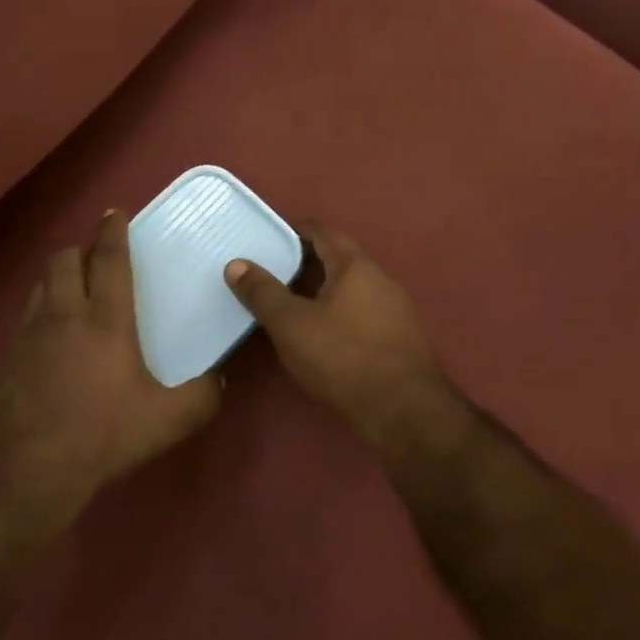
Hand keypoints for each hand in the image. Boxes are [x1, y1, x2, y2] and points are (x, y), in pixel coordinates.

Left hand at [0, 210, 221, 524]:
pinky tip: (52, 338)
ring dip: (58, 277)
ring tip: (74, 289)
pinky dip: (42, 311)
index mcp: (105, 319)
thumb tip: (219, 381)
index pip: (108, 259)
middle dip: (80, 249)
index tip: (114, 213)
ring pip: (41, 285)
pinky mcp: (7, 358)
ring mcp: (29, 335)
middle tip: (96, 257)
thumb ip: (202, 396)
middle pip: (63, 260)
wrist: (30, 469)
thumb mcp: (168, 420)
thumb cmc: (104, 435)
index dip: (112, 231)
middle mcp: (64, 315)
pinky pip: (26, 318)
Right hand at [224, 226, 460, 445]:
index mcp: (355, 266)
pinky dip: (338, 312)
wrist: (404, 410)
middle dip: (307, 261)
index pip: (324, 232)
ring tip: (291, 303)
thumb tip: (236, 264)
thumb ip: (263, 293)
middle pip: (340, 258)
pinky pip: (362, 311)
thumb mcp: (291, 325)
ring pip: (352, 287)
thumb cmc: (343, 357)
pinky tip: (322, 333)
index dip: (296, 230)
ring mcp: (395, 309)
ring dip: (323, 289)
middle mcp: (380, 279)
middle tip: (273, 271)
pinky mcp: (399, 337)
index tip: (270, 237)